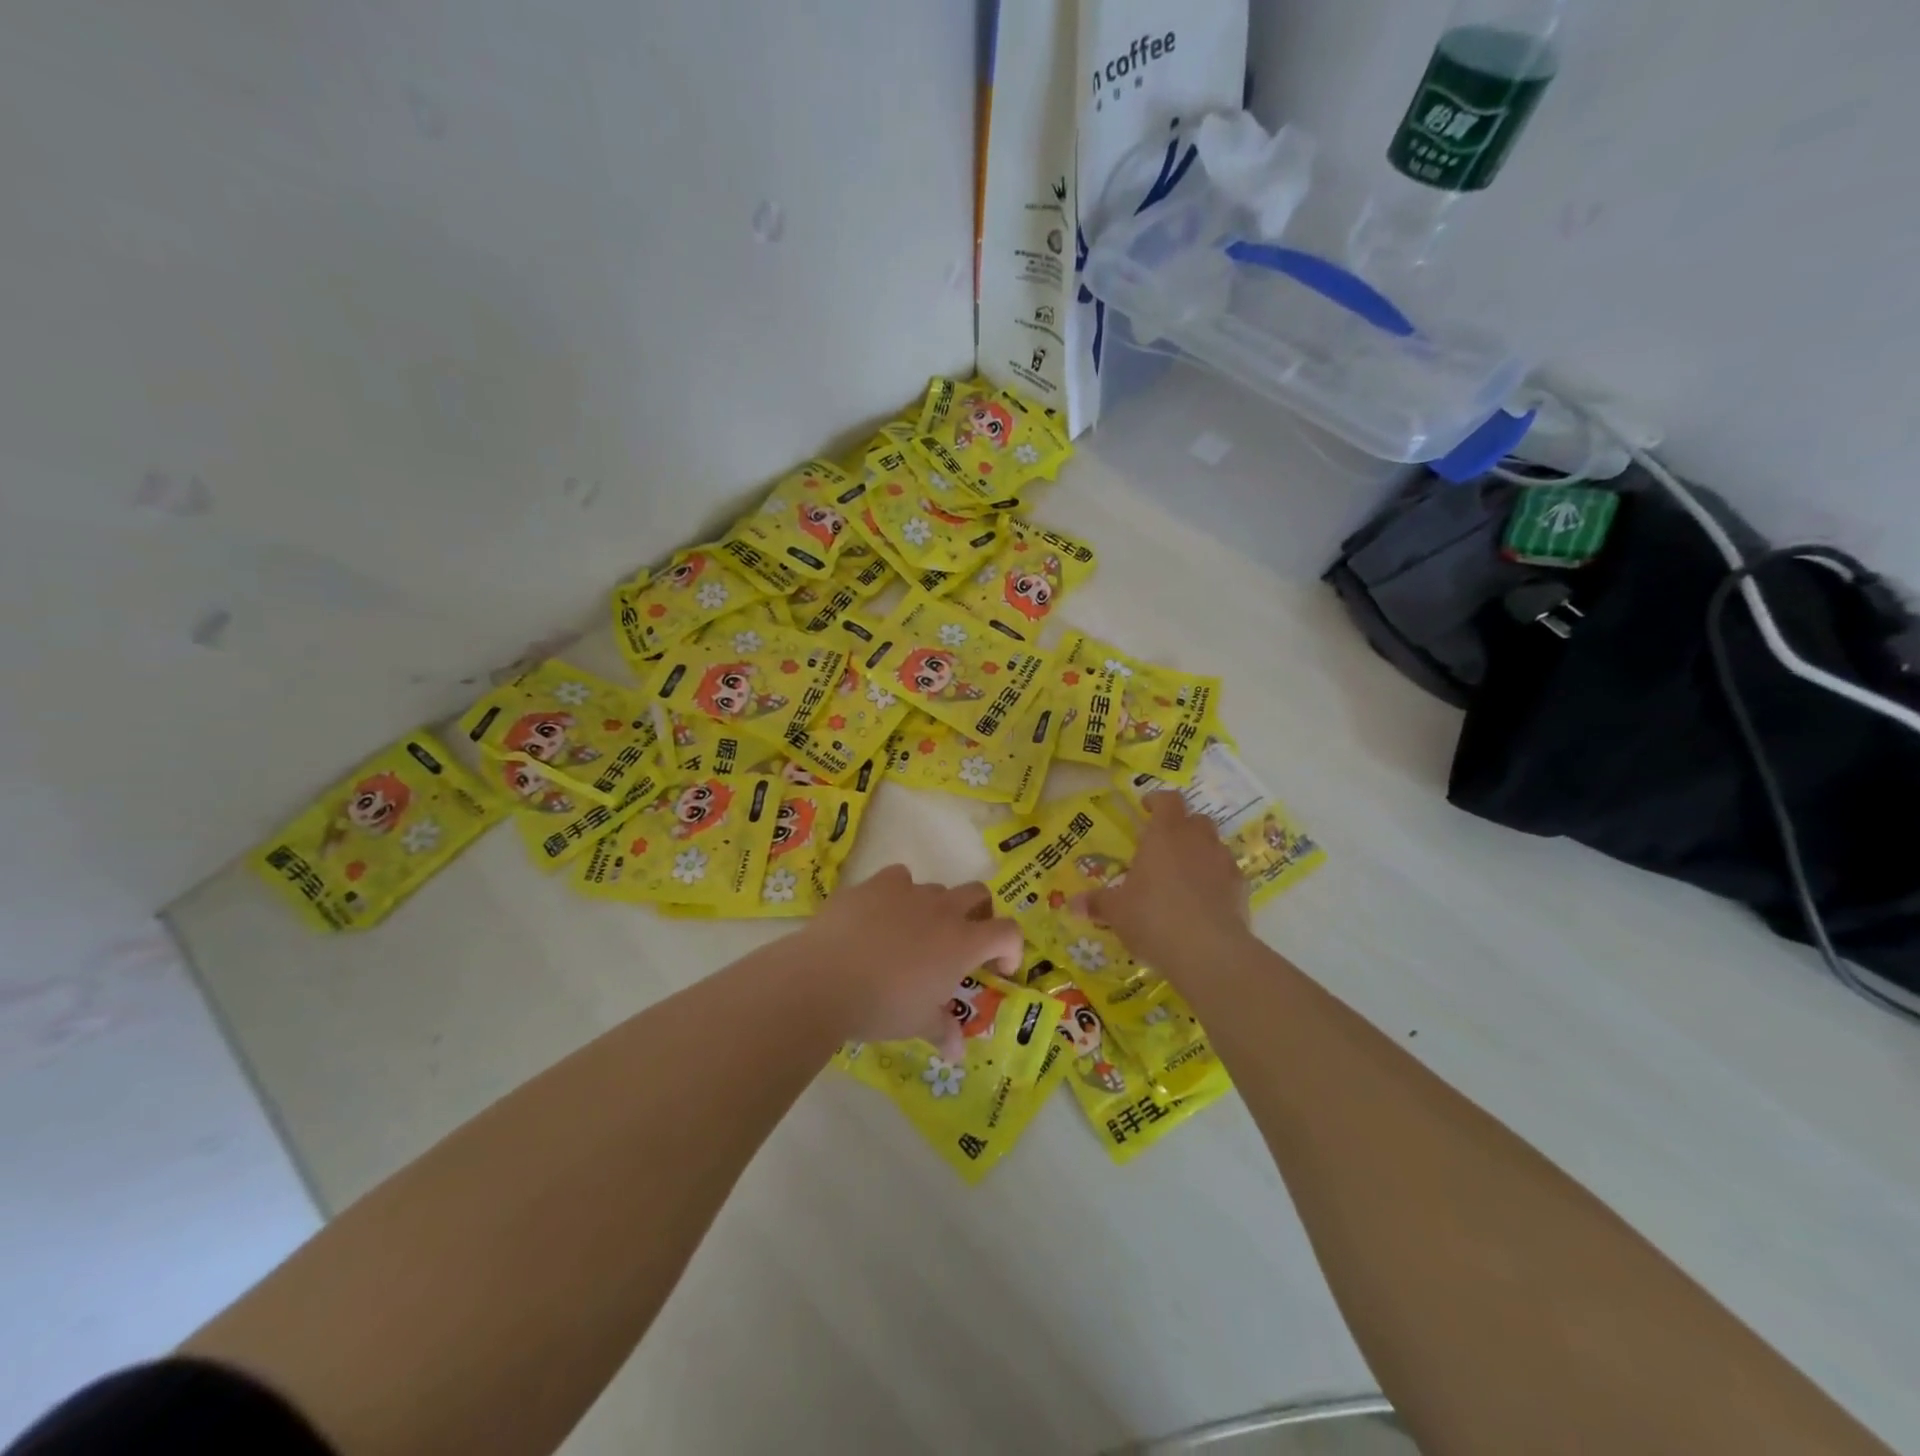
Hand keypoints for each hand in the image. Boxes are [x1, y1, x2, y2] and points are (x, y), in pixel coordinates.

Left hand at [796, 864, 1022, 1059]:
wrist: (825, 978)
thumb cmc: (882, 1006)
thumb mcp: (917, 1024)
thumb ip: (942, 1031)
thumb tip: (958, 1053)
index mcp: (962, 943)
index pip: (1007, 932)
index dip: (1011, 948)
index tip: (998, 968)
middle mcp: (942, 910)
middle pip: (978, 894)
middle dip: (979, 914)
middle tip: (964, 942)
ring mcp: (909, 891)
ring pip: (937, 889)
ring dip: (936, 908)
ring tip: (914, 935)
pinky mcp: (876, 883)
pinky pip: (899, 878)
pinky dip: (899, 894)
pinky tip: (882, 915)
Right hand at [1083, 791, 1250, 972]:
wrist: (1209, 951)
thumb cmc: (1153, 918)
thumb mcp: (1117, 912)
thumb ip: (1097, 903)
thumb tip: (1072, 904)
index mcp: (1165, 834)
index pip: (1167, 800)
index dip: (1157, 801)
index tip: (1146, 809)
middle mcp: (1197, 840)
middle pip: (1195, 819)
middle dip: (1181, 828)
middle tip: (1163, 848)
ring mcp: (1224, 863)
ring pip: (1214, 846)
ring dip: (1200, 854)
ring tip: (1183, 879)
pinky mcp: (1242, 889)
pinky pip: (1227, 875)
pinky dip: (1216, 881)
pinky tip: (1204, 904)